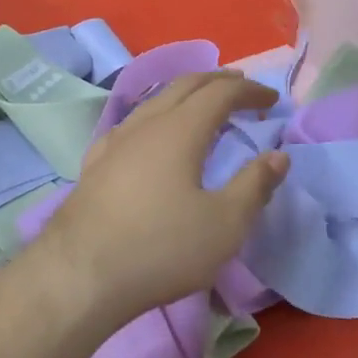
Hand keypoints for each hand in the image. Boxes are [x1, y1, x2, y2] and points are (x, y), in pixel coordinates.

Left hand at [39, 72, 289, 325]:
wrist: (79, 276)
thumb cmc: (160, 248)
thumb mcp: (224, 224)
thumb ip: (254, 186)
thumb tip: (278, 156)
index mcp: (180, 130)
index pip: (220, 93)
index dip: (249, 91)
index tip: (272, 99)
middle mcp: (145, 124)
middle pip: (184, 85)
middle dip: (217, 81)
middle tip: (241, 86)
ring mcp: (114, 142)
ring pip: (155, 101)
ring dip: (185, 94)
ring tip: (201, 104)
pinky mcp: (95, 165)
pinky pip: (133, 124)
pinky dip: (156, 116)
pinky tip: (151, 135)